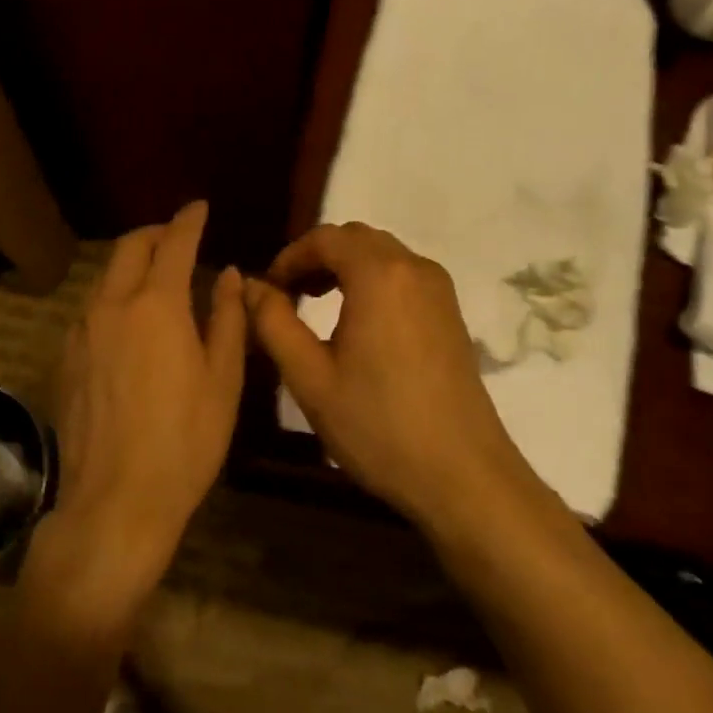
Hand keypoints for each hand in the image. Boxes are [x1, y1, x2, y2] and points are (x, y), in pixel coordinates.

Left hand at [47, 201, 244, 602]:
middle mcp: (111, 306)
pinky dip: (113, 296)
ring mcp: (81, 331)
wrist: (116, 499)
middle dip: (155, 233)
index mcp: (157, 305)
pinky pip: (91, 308)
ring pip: (105, 276)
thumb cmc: (185, 441)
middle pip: (129, 248)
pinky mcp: (65, 358)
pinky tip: (130, 321)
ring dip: (131, 264)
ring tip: (157, 277)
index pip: (173, 243)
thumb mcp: (223, 379)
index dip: (188, 220)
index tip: (199, 207)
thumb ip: (227, 318)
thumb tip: (229, 275)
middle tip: (178, 236)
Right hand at [244, 222, 531, 530]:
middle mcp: (414, 268)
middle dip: (317, 257)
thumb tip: (250, 286)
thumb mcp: (310, 377)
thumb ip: (273, 323)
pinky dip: (372, 281)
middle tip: (288, 294)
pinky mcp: (451, 314)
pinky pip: (404, 276)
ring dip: (345, 268)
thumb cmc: (377, 425)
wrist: (462, 474)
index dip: (290, 256)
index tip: (268, 289)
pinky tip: (357, 323)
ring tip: (316, 305)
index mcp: (379, 275)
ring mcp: (440, 290)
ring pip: (383, 255)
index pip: (325, 238)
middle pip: (357, 238)